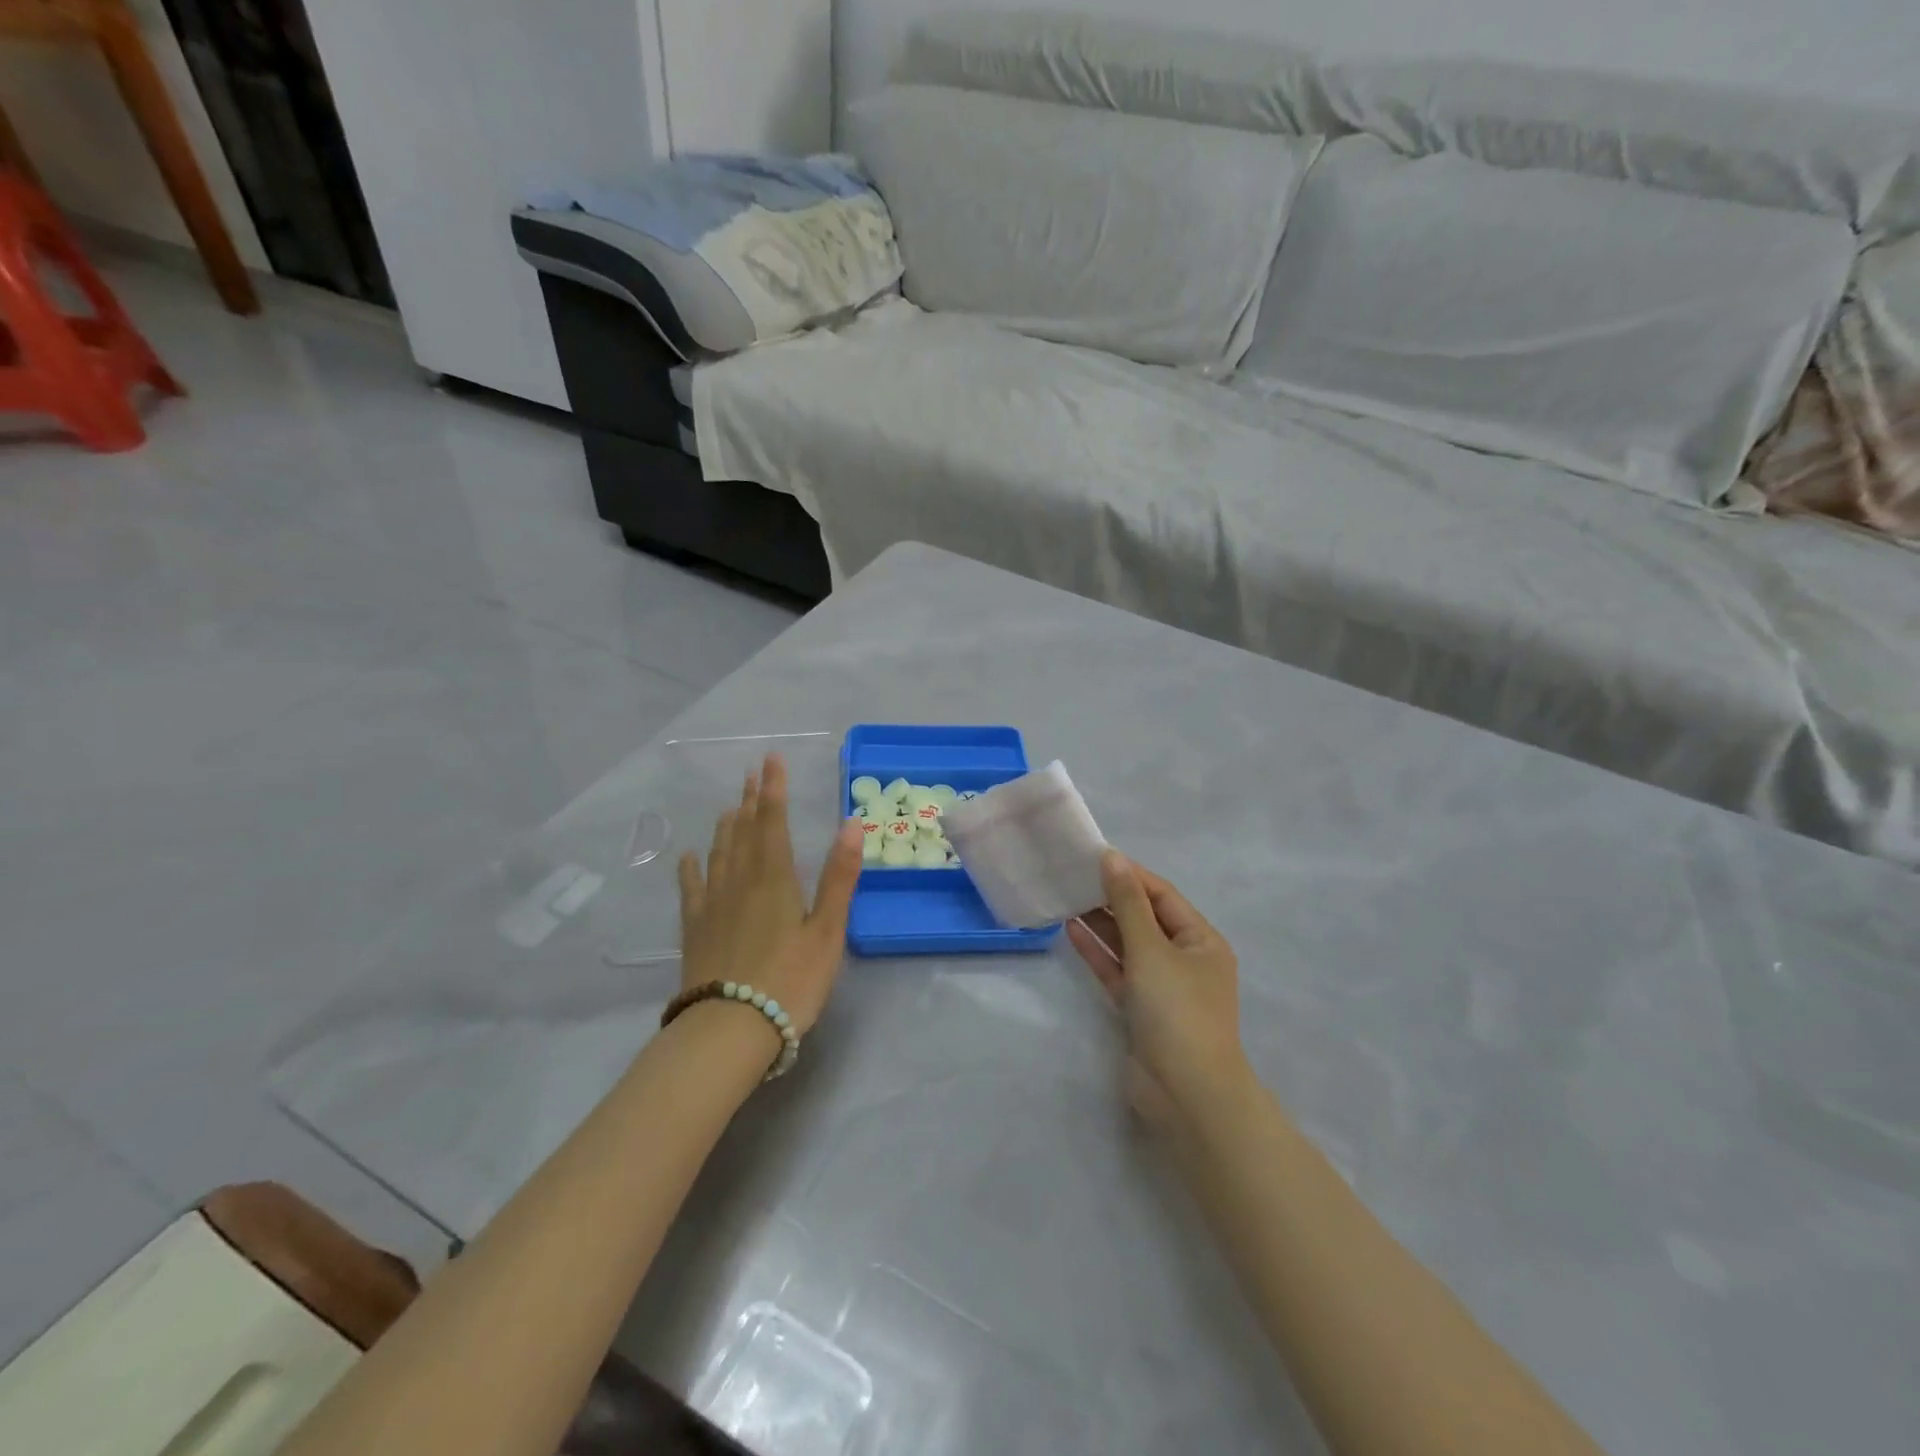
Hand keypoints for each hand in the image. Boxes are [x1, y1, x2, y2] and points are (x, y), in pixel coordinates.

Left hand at [677, 753, 863, 1035]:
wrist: (729, 1029)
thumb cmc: (790, 980)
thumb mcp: (827, 930)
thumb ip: (839, 876)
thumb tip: (853, 823)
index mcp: (775, 878)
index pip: (774, 822)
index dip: (774, 789)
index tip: (771, 760)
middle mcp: (740, 881)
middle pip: (744, 831)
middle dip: (751, 800)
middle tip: (751, 773)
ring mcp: (713, 904)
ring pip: (719, 853)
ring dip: (726, 826)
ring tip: (730, 806)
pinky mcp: (696, 929)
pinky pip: (692, 888)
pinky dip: (693, 867)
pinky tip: (690, 856)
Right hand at [1067, 852, 1247, 1129]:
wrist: (1185, 1093)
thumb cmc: (1176, 1010)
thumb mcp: (1151, 949)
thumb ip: (1128, 903)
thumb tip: (1112, 858)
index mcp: (1202, 940)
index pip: (1162, 895)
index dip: (1130, 875)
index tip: (1095, 857)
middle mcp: (1185, 959)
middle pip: (1145, 918)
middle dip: (1112, 898)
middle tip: (1074, 877)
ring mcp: (1163, 987)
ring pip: (1129, 945)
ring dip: (1102, 924)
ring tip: (1067, 898)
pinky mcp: (1141, 1010)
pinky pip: (1119, 971)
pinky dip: (1098, 953)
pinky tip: (1071, 931)